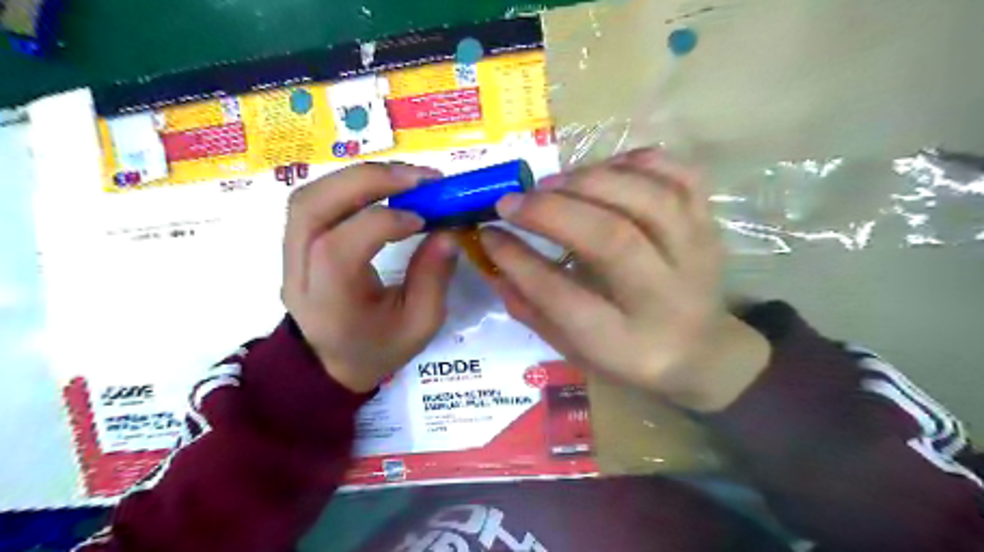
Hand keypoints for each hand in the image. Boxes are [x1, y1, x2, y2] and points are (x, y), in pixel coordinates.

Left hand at [280, 163, 456, 392]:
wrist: (330, 363)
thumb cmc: (378, 349)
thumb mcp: (420, 324)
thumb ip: (434, 278)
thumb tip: (449, 230)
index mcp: (329, 303)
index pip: (339, 249)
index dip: (383, 222)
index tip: (425, 219)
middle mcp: (299, 273)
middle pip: (312, 208)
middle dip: (367, 180)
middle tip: (418, 177)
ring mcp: (289, 255)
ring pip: (308, 196)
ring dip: (358, 177)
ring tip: (404, 178)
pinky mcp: (295, 242)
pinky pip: (315, 200)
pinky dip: (349, 185)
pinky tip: (382, 187)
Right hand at [481, 149, 771, 411]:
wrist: (703, 351)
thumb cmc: (629, 357)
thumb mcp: (574, 350)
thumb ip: (532, 309)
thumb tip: (492, 261)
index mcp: (625, 345)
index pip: (563, 297)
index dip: (518, 260)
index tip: (487, 234)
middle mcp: (666, 298)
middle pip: (612, 239)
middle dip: (552, 212)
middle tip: (511, 201)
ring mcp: (696, 255)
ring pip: (649, 200)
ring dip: (590, 181)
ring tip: (551, 184)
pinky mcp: (709, 226)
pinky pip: (681, 177)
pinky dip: (637, 162)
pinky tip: (603, 169)